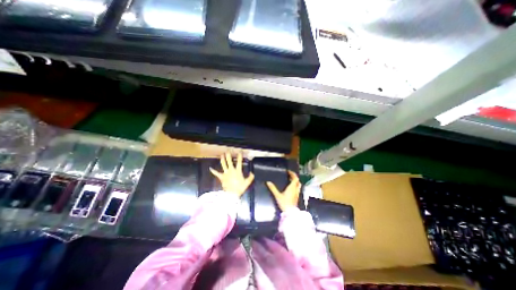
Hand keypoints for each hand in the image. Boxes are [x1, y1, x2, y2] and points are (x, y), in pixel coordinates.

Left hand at [210, 151, 253, 196]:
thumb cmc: (240, 188)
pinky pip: (217, 173)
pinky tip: (210, 168)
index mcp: (238, 171)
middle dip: (229, 156)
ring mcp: (226, 173)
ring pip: (223, 165)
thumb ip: (250, 177)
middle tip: (228, 151)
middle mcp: (231, 170)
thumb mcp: (247, 183)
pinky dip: (213, 171)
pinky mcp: (222, 177)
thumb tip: (252, 173)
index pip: (239, 162)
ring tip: (222, 155)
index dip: (240, 156)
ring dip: (222, 159)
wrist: (232, 194)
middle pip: (229, 161)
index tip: (240, 152)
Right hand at [268, 172, 300, 211]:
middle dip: (294, 177)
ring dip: (295, 181)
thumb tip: (268, 182)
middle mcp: (296, 189)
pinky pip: (297, 188)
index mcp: (292, 187)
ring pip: (298, 185)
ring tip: (290, 180)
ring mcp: (297, 193)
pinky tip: (290, 187)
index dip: (293, 174)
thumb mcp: (277, 195)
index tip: (288, 171)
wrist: (290, 213)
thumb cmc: (284, 203)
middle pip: (298, 181)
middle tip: (289, 175)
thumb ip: (273, 188)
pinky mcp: (296, 197)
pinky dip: (295, 185)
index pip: (295, 178)